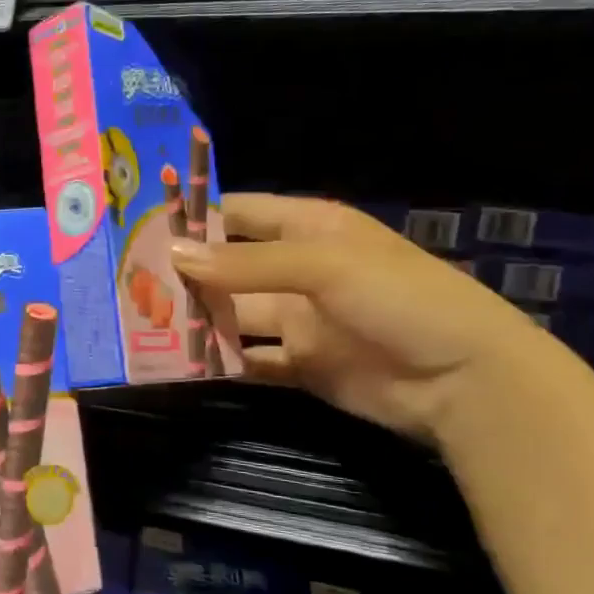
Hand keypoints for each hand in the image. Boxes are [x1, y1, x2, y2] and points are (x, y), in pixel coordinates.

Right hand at [168, 194, 556, 444]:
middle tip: (127, 282)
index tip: (142, 226)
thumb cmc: (400, 298)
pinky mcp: (301, 364)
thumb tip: (172, 254)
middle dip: (186, 274)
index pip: (240, 213)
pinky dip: (221, 361)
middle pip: (229, 267)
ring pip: (235, 315)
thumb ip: (246, 264)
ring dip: (198, 320)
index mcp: (310, 228)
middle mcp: (299, 269)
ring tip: (143, 324)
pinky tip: (182, 363)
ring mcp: (300, 319)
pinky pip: (250, 359)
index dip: (197, 216)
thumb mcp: (324, 266)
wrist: (465, 380)